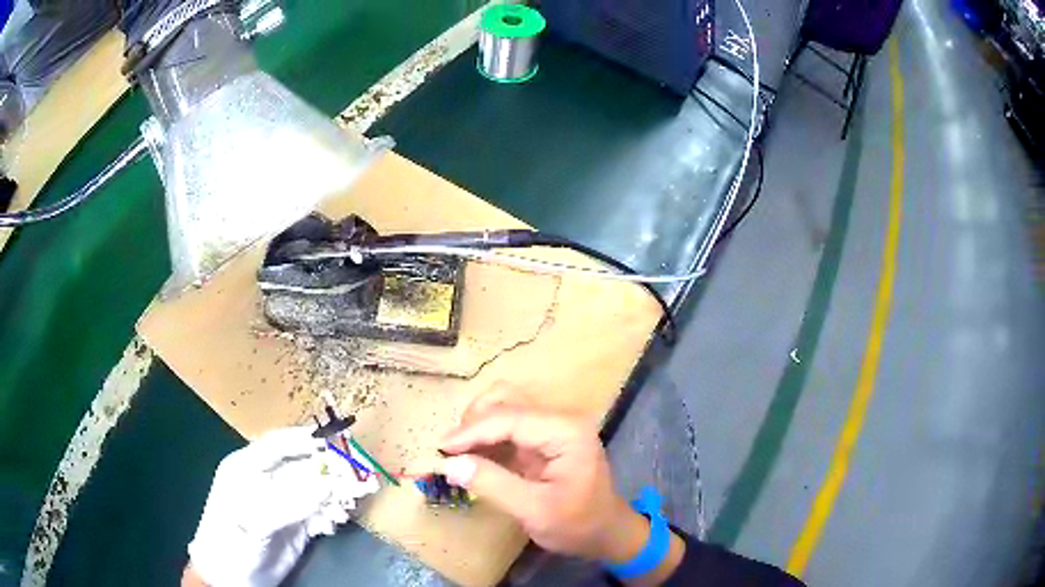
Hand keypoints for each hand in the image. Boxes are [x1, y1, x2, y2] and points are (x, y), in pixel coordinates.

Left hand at [187, 427, 379, 586]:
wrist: (232, 579)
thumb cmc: (232, 541)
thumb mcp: (257, 520)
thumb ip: (292, 502)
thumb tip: (329, 483)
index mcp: (248, 466)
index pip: (279, 444)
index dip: (307, 439)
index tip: (336, 440)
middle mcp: (268, 480)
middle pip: (304, 465)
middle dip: (331, 468)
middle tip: (359, 473)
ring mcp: (284, 502)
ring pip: (317, 489)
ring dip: (337, 493)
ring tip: (351, 502)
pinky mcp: (297, 524)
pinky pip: (321, 511)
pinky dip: (333, 513)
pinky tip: (336, 521)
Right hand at [437, 395, 645, 563]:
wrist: (605, 533)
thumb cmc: (577, 525)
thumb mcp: (534, 511)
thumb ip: (493, 484)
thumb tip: (449, 464)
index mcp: (566, 431)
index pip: (509, 418)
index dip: (470, 431)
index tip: (440, 450)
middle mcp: (560, 419)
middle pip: (505, 401)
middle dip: (473, 423)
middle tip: (450, 453)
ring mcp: (552, 427)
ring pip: (504, 408)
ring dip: (477, 427)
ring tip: (458, 455)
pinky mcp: (542, 439)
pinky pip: (507, 428)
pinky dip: (485, 439)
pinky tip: (471, 458)